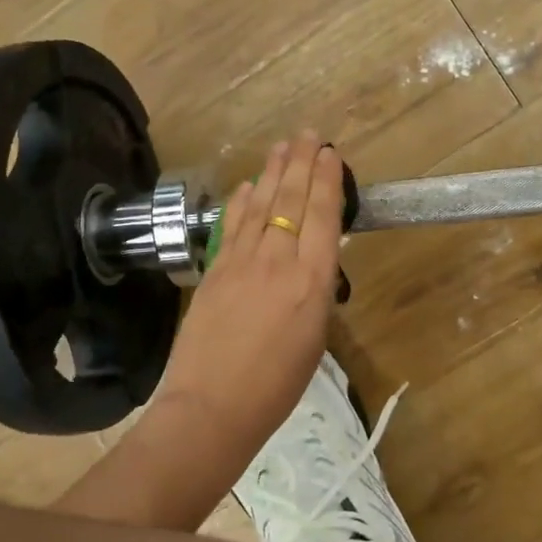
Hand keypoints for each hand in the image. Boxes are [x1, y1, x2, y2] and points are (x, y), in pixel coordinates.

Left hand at [157, 131, 346, 452]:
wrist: (212, 406)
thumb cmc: (276, 386)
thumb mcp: (314, 339)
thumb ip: (314, 293)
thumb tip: (309, 264)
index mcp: (313, 281)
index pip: (322, 216)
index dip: (326, 181)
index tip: (330, 154)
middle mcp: (279, 261)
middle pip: (291, 200)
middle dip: (301, 163)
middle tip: (307, 135)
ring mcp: (241, 262)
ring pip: (260, 205)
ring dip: (272, 172)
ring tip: (281, 147)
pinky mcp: (213, 270)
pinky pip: (232, 225)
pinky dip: (241, 201)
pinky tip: (247, 185)